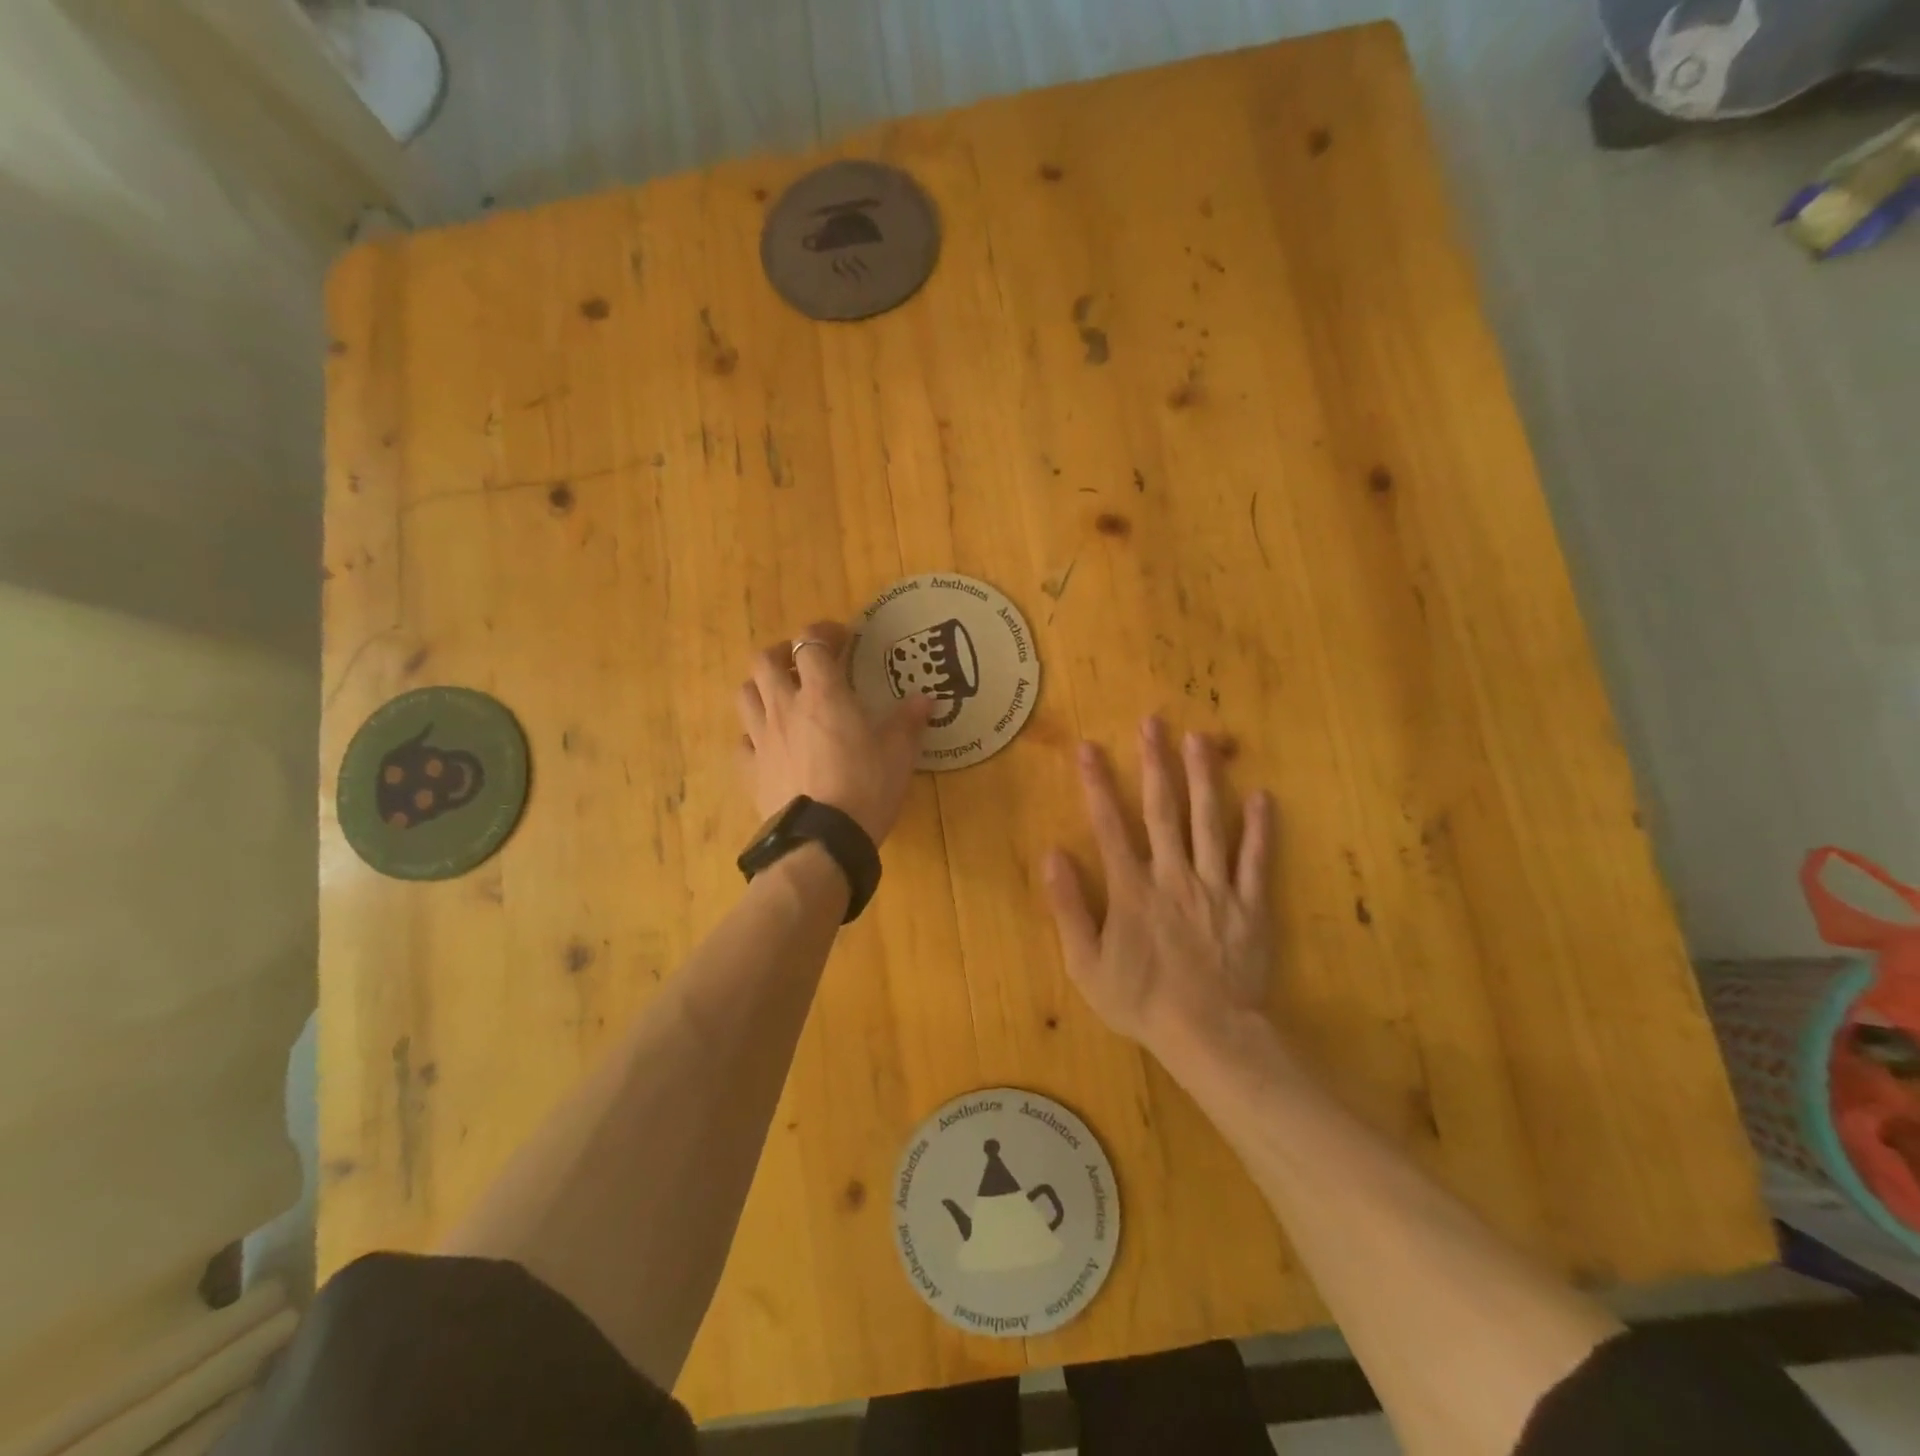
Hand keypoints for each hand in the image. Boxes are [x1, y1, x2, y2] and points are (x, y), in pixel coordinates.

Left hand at [736, 621, 935, 843]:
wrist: (822, 841)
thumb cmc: (866, 788)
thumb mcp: (899, 754)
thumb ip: (909, 722)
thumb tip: (926, 699)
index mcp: (823, 695)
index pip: (810, 643)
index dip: (823, 633)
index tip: (841, 638)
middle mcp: (785, 708)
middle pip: (764, 660)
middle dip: (782, 653)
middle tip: (802, 663)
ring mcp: (761, 739)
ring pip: (745, 694)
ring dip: (761, 687)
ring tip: (781, 697)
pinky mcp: (750, 771)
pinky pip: (742, 742)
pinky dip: (753, 735)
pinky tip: (769, 745)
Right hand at [1043, 717, 1275, 1060]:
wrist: (1208, 1037)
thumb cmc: (1141, 1001)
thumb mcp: (1086, 964)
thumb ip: (1068, 907)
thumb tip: (1052, 854)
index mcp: (1131, 889)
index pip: (1109, 826)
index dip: (1097, 785)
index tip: (1089, 748)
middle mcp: (1173, 876)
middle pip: (1162, 810)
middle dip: (1155, 763)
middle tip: (1154, 722)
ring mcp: (1216, 887)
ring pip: (1210, 822)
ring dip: (1204, 778)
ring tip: (1201, 739)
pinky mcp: (1251, 905)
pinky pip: (1257, 861)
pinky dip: (1261, 829)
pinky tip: (1263, 796)